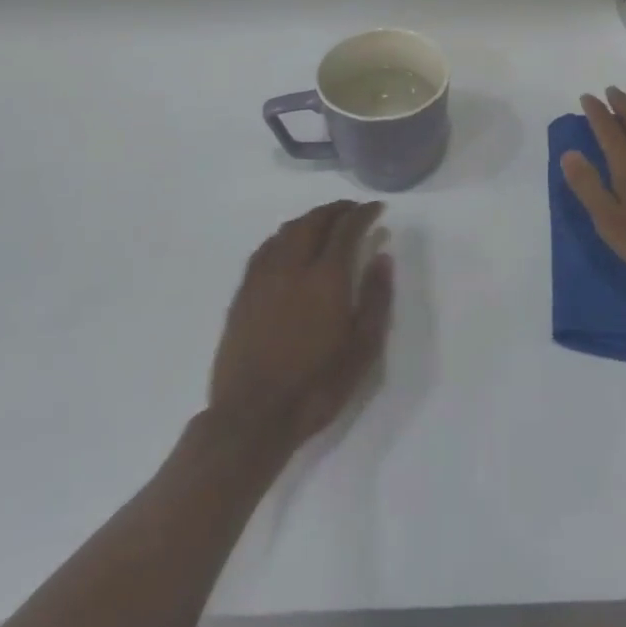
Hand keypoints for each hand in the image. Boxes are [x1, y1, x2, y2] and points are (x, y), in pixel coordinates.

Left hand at [206, 200, 393, 456]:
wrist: (253, 418)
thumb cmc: (317, 386)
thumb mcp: (363, 349)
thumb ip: (376, 299)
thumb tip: (382, 257)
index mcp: (326, 276)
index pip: (347, 228)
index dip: (363, 213)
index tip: (377, 209)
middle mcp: (293, 265)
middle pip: (314, 221)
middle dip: (336, 210)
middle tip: (352, 211)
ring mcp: (263, 277)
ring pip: (288, 231)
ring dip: (310, 219)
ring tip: (324, 223)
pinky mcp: (243, 293)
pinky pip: (265, 249)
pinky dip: (284, 236)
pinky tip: (288, 245)